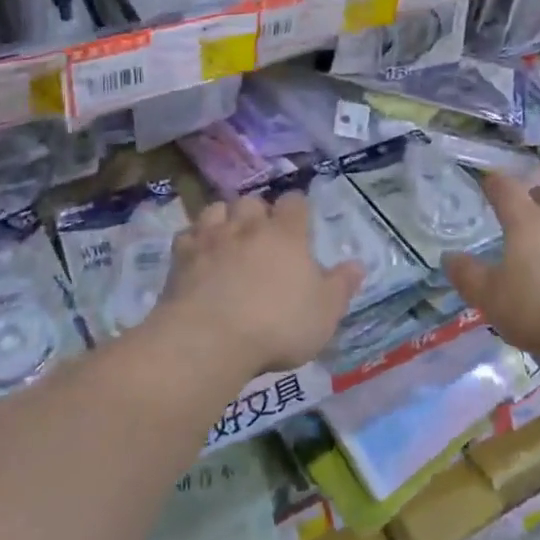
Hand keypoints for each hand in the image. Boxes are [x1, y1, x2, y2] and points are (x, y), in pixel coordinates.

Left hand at [161, 193, 362, 375]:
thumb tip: (357, 264)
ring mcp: (212, 237)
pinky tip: (198, 255)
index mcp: (286, 234)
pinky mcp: (181, 256)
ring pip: (217, 209)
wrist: (210, 338)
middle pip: (252, 201)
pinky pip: (187, 234)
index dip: (297, 208)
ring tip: (228, 238)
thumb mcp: (324, 313)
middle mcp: (248, 226)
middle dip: (257, 213)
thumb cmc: (277, 325)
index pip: (294, 202)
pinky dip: (194, 240)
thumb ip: (341, 286)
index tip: (299, 222)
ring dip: (224, 219)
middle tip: (262, 235)